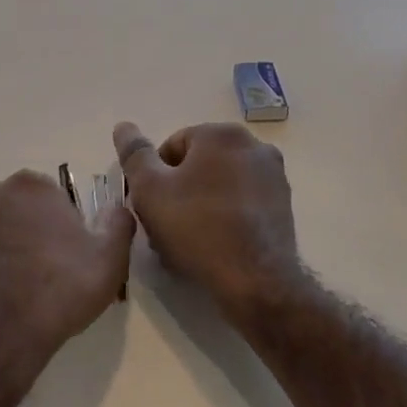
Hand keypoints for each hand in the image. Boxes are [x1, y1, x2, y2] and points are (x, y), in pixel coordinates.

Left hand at [0, 170, 133, 388]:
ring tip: (14, 289)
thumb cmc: (57, 292)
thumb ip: (118, 224)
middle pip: (17, 209)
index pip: (52, 197)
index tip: (68, 256)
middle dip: (29, 231)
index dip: (63, 226)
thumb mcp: (109, 260)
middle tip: (43, 273)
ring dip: (1, 247)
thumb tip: (116, 208)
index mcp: (31, 186)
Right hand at [112, 121, 301, 318]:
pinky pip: (242, 202)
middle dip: (179, 190)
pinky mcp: (283, 205)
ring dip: (201, 203)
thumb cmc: (197, 228)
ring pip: (221, 184)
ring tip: (188, 240)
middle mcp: (253, 145)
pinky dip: (226, 216)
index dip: (154, 177)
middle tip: (166, 225)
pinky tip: (214, 244)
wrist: (256, 280)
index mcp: (221, 134)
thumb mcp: (150, 190)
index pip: (173, 146)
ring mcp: (273, 175)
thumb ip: (135, 154)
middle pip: (199, 164)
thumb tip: (123, 126)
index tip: (151, 207)